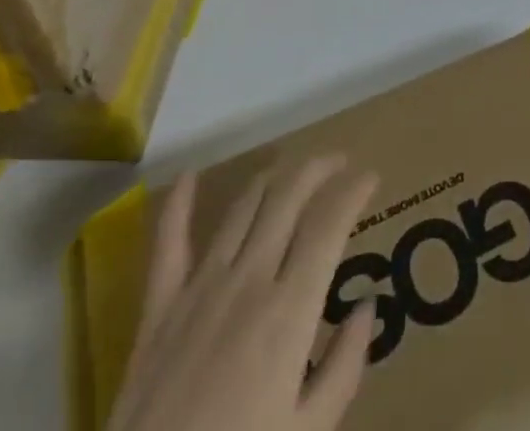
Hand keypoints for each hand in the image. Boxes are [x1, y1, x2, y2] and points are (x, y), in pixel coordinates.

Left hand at [110, 156, 380, 430]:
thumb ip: (343, 368)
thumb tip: (367, 305)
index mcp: (290, 310)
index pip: (329, 225)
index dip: (353, 191)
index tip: (370, 176)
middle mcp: (249, 280)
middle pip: (288, 198)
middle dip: (318, 169)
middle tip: (338, 162)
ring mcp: (200, 287)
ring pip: (242, 207)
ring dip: (270, 179)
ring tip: (288, 171)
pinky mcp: (159, 307)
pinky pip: (168, 243)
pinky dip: (178, 204)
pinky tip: (188, 176)